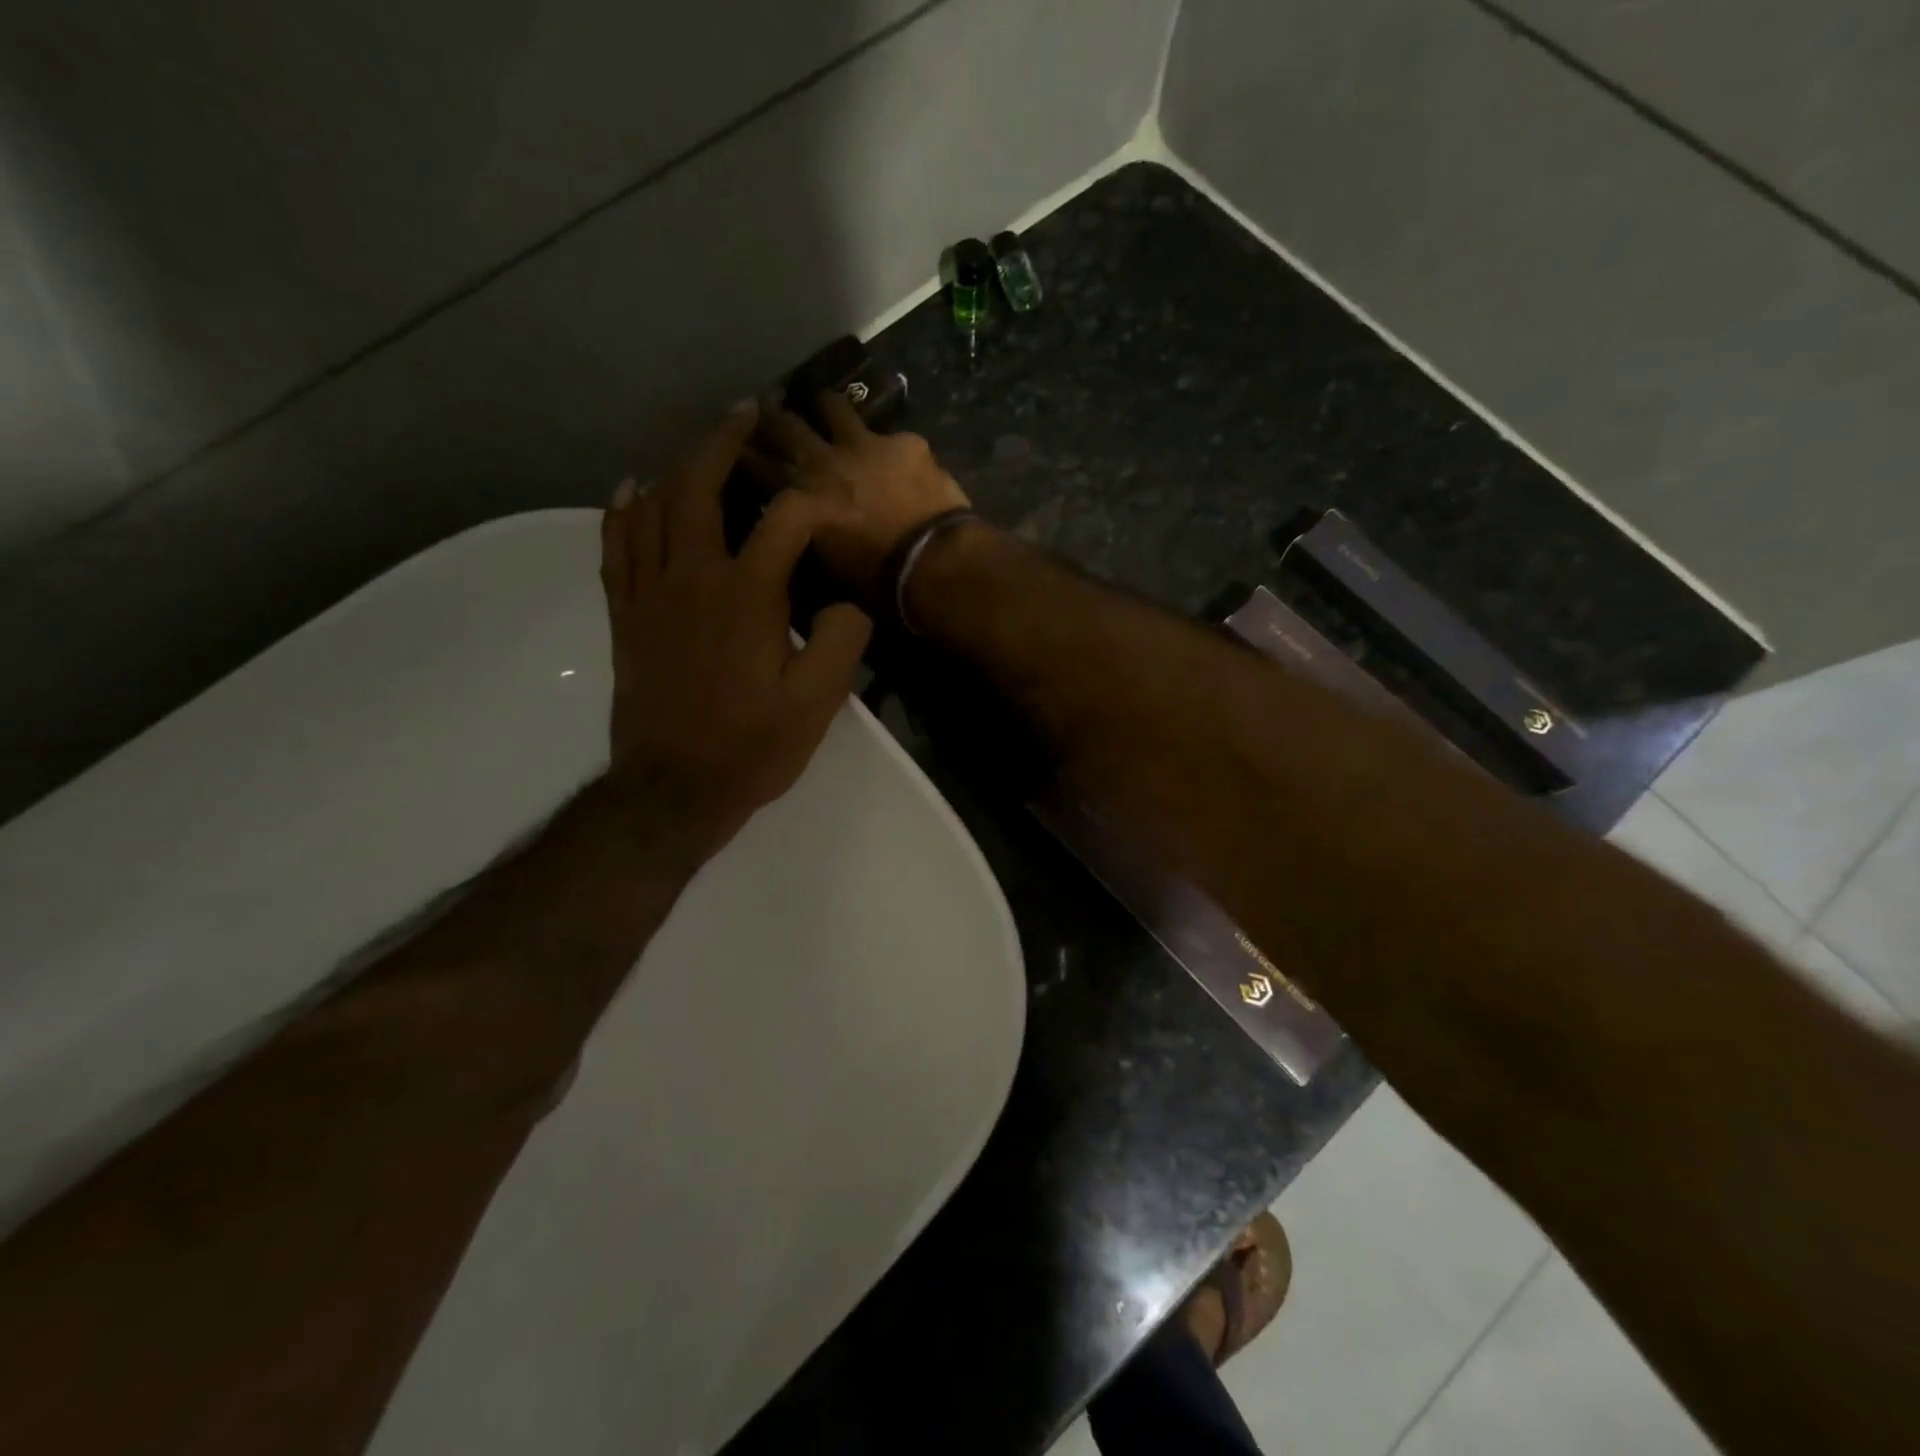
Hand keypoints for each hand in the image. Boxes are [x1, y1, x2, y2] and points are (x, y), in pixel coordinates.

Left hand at [599, 403, 872, 860]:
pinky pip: (615, 547)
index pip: (785, 520)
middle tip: (746, 415)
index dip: (815, 502)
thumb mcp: (817, 703)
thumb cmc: (752, 747)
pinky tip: (629, 489)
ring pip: (653, 507)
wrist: (675, 789)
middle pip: (699, 488)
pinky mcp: (626, 616)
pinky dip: (621, 511)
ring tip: (699, 445)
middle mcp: (693, 578)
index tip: (836, 504)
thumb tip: (848, 602)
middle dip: (724, 443)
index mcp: (747, 595)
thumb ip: (841, 641)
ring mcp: (651, 594)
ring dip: (676, 466)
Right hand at [747, 392, 970, 591]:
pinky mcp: (904, 443)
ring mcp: (864, 445)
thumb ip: (808, 531)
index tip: (737, 446)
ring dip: (826, 407)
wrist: (930, 560)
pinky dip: (891, 446)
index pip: (760, 467)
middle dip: (772, 417)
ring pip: (834, 408)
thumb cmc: (875, 579)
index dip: (746, 455)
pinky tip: (900, 453)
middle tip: (767, 409)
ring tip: (825, 406)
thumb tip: (806, 519)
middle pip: (787, 427)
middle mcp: (823, 462)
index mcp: (799, 498)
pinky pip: (892, 436)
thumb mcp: (825, 563)